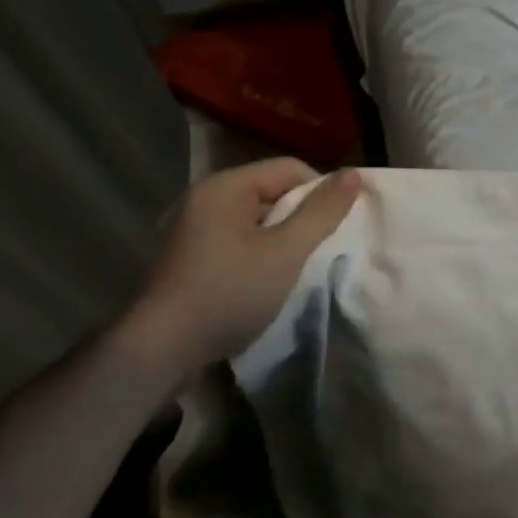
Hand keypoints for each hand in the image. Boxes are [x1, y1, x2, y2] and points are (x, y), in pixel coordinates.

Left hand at [119, 159, 360, 381]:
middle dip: (302, 218)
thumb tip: (354, 174)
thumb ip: (321, 213)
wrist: (163, 348)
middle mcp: (207, 198)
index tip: (335, 230)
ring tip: (297, 269)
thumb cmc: (229, 292)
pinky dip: (260, 254)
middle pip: (273, 191)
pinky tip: (268, 282)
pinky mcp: (192, 257)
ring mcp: (195, 228)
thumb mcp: (285, 252)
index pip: (290, 168)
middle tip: (320, 252)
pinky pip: (240, 241)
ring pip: (258, 220)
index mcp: (226, 186)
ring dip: (283, 240)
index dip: (321, 193)